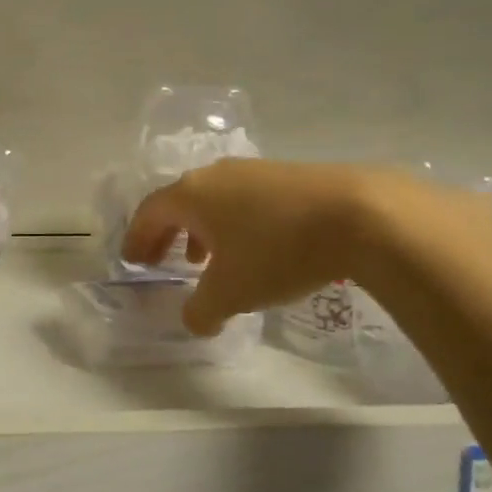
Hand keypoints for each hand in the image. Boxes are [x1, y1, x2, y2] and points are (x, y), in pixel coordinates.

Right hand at [122, 159, 383, 334]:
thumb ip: (202, 310)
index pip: (149, 213)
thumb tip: (194, 321)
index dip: (137, 239)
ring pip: (213, 200)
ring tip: (206, 259)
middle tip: (160, 259)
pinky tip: (254, 246)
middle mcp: (214, 175)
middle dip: (166, 234)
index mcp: (190, 195)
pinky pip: (244, 199)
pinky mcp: (287, 175)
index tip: (132, 261)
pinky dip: (234, 222)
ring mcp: (252, 171)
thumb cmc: (277, 250)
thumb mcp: (232, 293)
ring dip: (201, 229)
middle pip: (177, 202)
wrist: (359, 214)